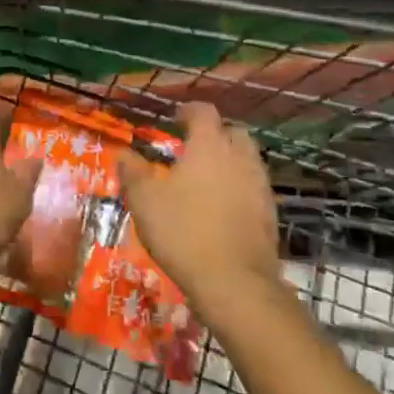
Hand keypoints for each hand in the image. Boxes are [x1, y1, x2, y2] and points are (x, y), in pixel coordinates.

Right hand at [119, 103, 281, 314]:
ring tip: (209, 178)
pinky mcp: (271, 214)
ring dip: (231, 161)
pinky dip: (241, 188)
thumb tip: (123, 152)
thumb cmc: (183, 232)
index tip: (176, 118)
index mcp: (209, 145)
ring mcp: (260, 185)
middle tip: (195, 148)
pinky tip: (224, 207)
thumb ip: (132, 171)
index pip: (204, 112)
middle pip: (234, 132)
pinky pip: (255, 188)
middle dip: (216, 134)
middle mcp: (239, 157)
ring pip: (248, 160)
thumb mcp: (144, 200)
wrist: (235, 283)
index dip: (189, 111)